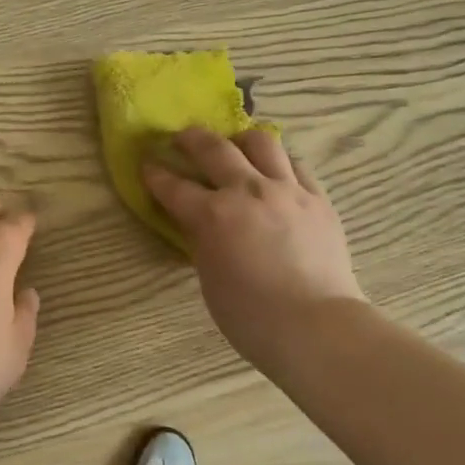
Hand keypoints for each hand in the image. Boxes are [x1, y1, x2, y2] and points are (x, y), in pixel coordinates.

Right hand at [142, 128, 364, 372]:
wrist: (316, 326)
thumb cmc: (250, 316)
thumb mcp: (209, 277)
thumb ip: (202, 241)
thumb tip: (200, 224)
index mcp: (212, 215)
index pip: (173, 186)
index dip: (155, 174)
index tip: (147, 164)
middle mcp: (247, 191)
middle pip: (214, 149)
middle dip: (191, 139)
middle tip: (182, 138)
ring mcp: (287, 191)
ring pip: (261, 143)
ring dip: (241, 140)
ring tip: (236, 146)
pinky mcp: (318, 199)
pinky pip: (296, 166)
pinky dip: (279, 163)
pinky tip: (275, 173)